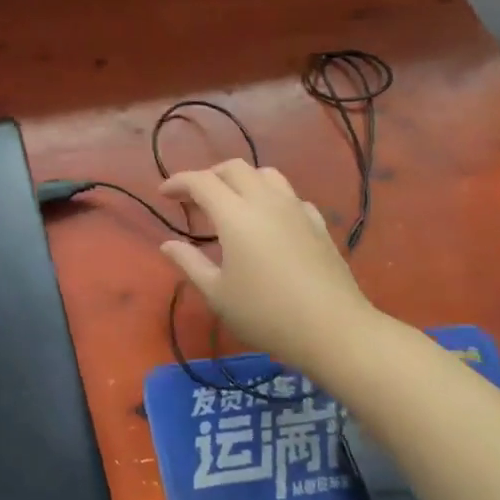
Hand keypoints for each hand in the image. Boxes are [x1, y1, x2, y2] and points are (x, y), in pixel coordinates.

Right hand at [157, 160, 381, 373]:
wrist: (335, 331)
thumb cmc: (267, 314)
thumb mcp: (218, 294)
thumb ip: (189, 263)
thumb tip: (168, 244)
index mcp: (235, 215)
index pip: (201, 181)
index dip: (178, 182)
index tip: (164, 194)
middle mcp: (265, 201)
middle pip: (234, 168)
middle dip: (209, 175)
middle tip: (194, 198)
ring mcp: (296, 210)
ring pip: (266, 174)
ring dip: (242, 179)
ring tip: (231, 202)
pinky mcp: (318, 224)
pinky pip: (290, 196)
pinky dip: (271, 198)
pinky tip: (269, 221)